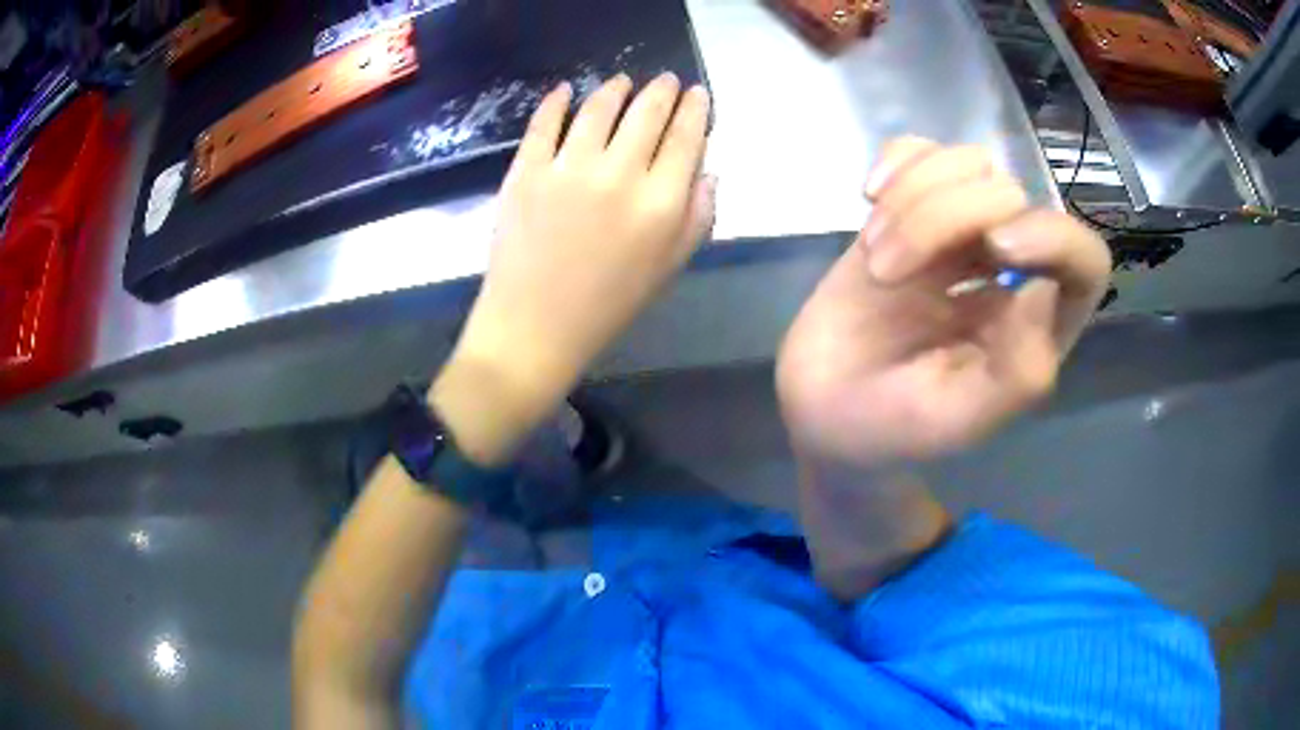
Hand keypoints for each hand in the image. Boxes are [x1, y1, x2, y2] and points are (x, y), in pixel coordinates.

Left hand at [454, 74, 714, 408]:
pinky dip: (556, 101)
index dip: (695, 109)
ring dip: (615, 88)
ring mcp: (568, 168)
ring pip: (598, 109)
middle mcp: (619, 174)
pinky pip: (543, 124)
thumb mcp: (668, 269)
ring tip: (622, 81)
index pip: (686, 138)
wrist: (534, 329)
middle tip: (664, 79)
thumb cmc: (608, 306)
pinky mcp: (527, 171)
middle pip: (646, 114)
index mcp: (660, 203)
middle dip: (661, 90)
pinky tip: (567, 89)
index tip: (697, 93)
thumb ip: (697, 217)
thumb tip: (708, 170)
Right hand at [776, 138, 1110, 467]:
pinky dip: (895, 164)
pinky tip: (868, 198)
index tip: (997, 248)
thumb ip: (1018, 374)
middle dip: (945, 219)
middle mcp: (1010, 269)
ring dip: (910, 201)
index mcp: (1037, 325)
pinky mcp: (911, 208)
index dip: (1052, 236)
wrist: (821, 405)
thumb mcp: (959, 422)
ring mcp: (960, 231)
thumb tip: (1043, 288)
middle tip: (885, 273)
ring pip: (965, 164)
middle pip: (1010, 193)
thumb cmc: (893, 424)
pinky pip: (920, 152)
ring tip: (874, 256)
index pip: (1082, 258)